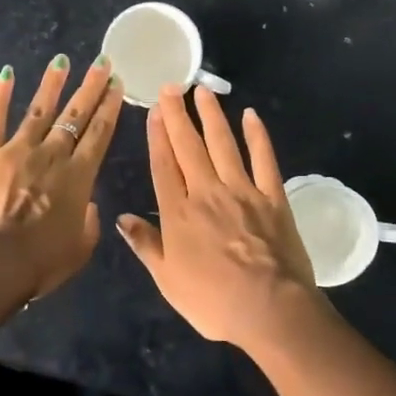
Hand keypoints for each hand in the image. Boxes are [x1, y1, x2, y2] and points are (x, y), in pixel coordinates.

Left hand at [0, 55, 124, 298]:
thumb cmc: (40, 264)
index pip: (99, 134)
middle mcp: (51, 156)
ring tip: (61, 60)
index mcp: (78, 178)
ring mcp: (16, 151)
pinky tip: (6, 74)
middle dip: (90, 87)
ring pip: (39, 110)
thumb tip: (88, 205)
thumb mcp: (79, 249)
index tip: (116, 85)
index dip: (109, 107)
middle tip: (102, 62)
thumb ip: (89, 223)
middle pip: (75, 115)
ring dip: (52, 84)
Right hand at [116, 84, 320, 349]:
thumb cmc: (212, 301)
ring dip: (212, 116)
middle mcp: (206, 193)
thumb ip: (146, 245)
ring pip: (223, 144)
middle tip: (171, 86)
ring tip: (202, 91)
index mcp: (178, 214)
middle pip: (189, 147)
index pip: (163, 165)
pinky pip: (264, 159)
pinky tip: (251, 116)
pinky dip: (258, 136)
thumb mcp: (168, 280)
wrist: (270, 308)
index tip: (153, 110)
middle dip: (178, 115)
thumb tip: (122, 218)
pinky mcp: (273, 197)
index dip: (157, 135)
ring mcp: (242, 191)